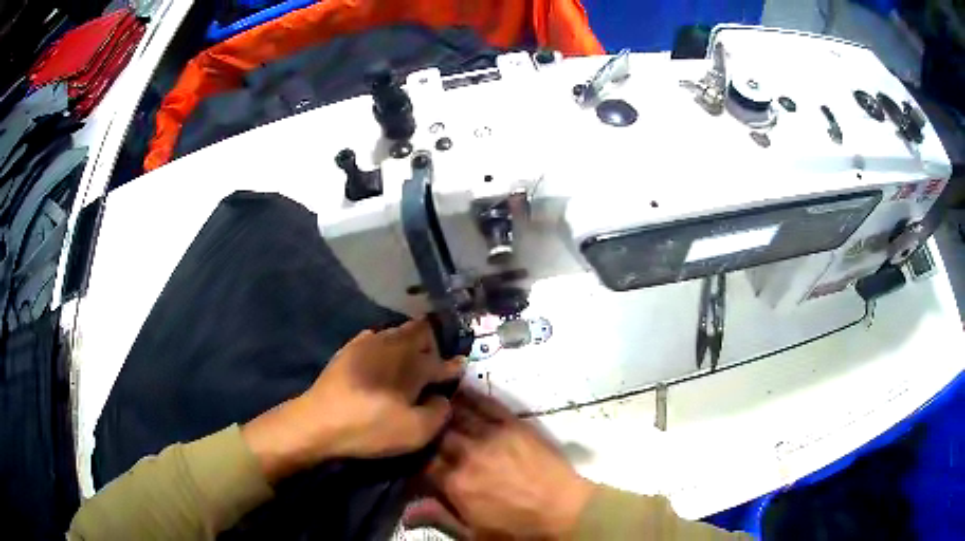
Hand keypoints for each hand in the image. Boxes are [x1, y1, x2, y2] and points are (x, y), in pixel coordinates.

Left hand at [243, 320, 463, 481]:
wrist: (318, 422)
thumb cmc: (370, 427)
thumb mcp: (416, 432)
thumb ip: (439, 413)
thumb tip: (442, 399)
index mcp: (413, 365)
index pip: (443, 361)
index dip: (454, 366)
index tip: (460, 369)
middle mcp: (393, 346)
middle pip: (421, 331)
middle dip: (433, 343)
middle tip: (435, 362)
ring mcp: (368, 344)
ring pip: (398, 332)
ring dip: (409, 342)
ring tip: (411, 360)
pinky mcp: (348, 350)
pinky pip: (375, 338)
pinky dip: (386, 345)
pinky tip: (382, 360)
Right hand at [426, 388, 595, 538]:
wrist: (563, 510)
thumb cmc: (518, 527)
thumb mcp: (475, 533)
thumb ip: (440, 517)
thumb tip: (406, 512)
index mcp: (455, 483)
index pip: (422, 463)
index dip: (414, 457)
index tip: (411, 454)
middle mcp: (467, 455)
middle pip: (436, 435)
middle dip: (427, 431)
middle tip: (422, 427)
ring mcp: (491, 436)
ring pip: (457, 415)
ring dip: (443, 409)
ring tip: (432, 400)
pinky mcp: (513, 425)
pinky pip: (487, 404)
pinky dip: (471, 395)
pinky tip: (460, 389)